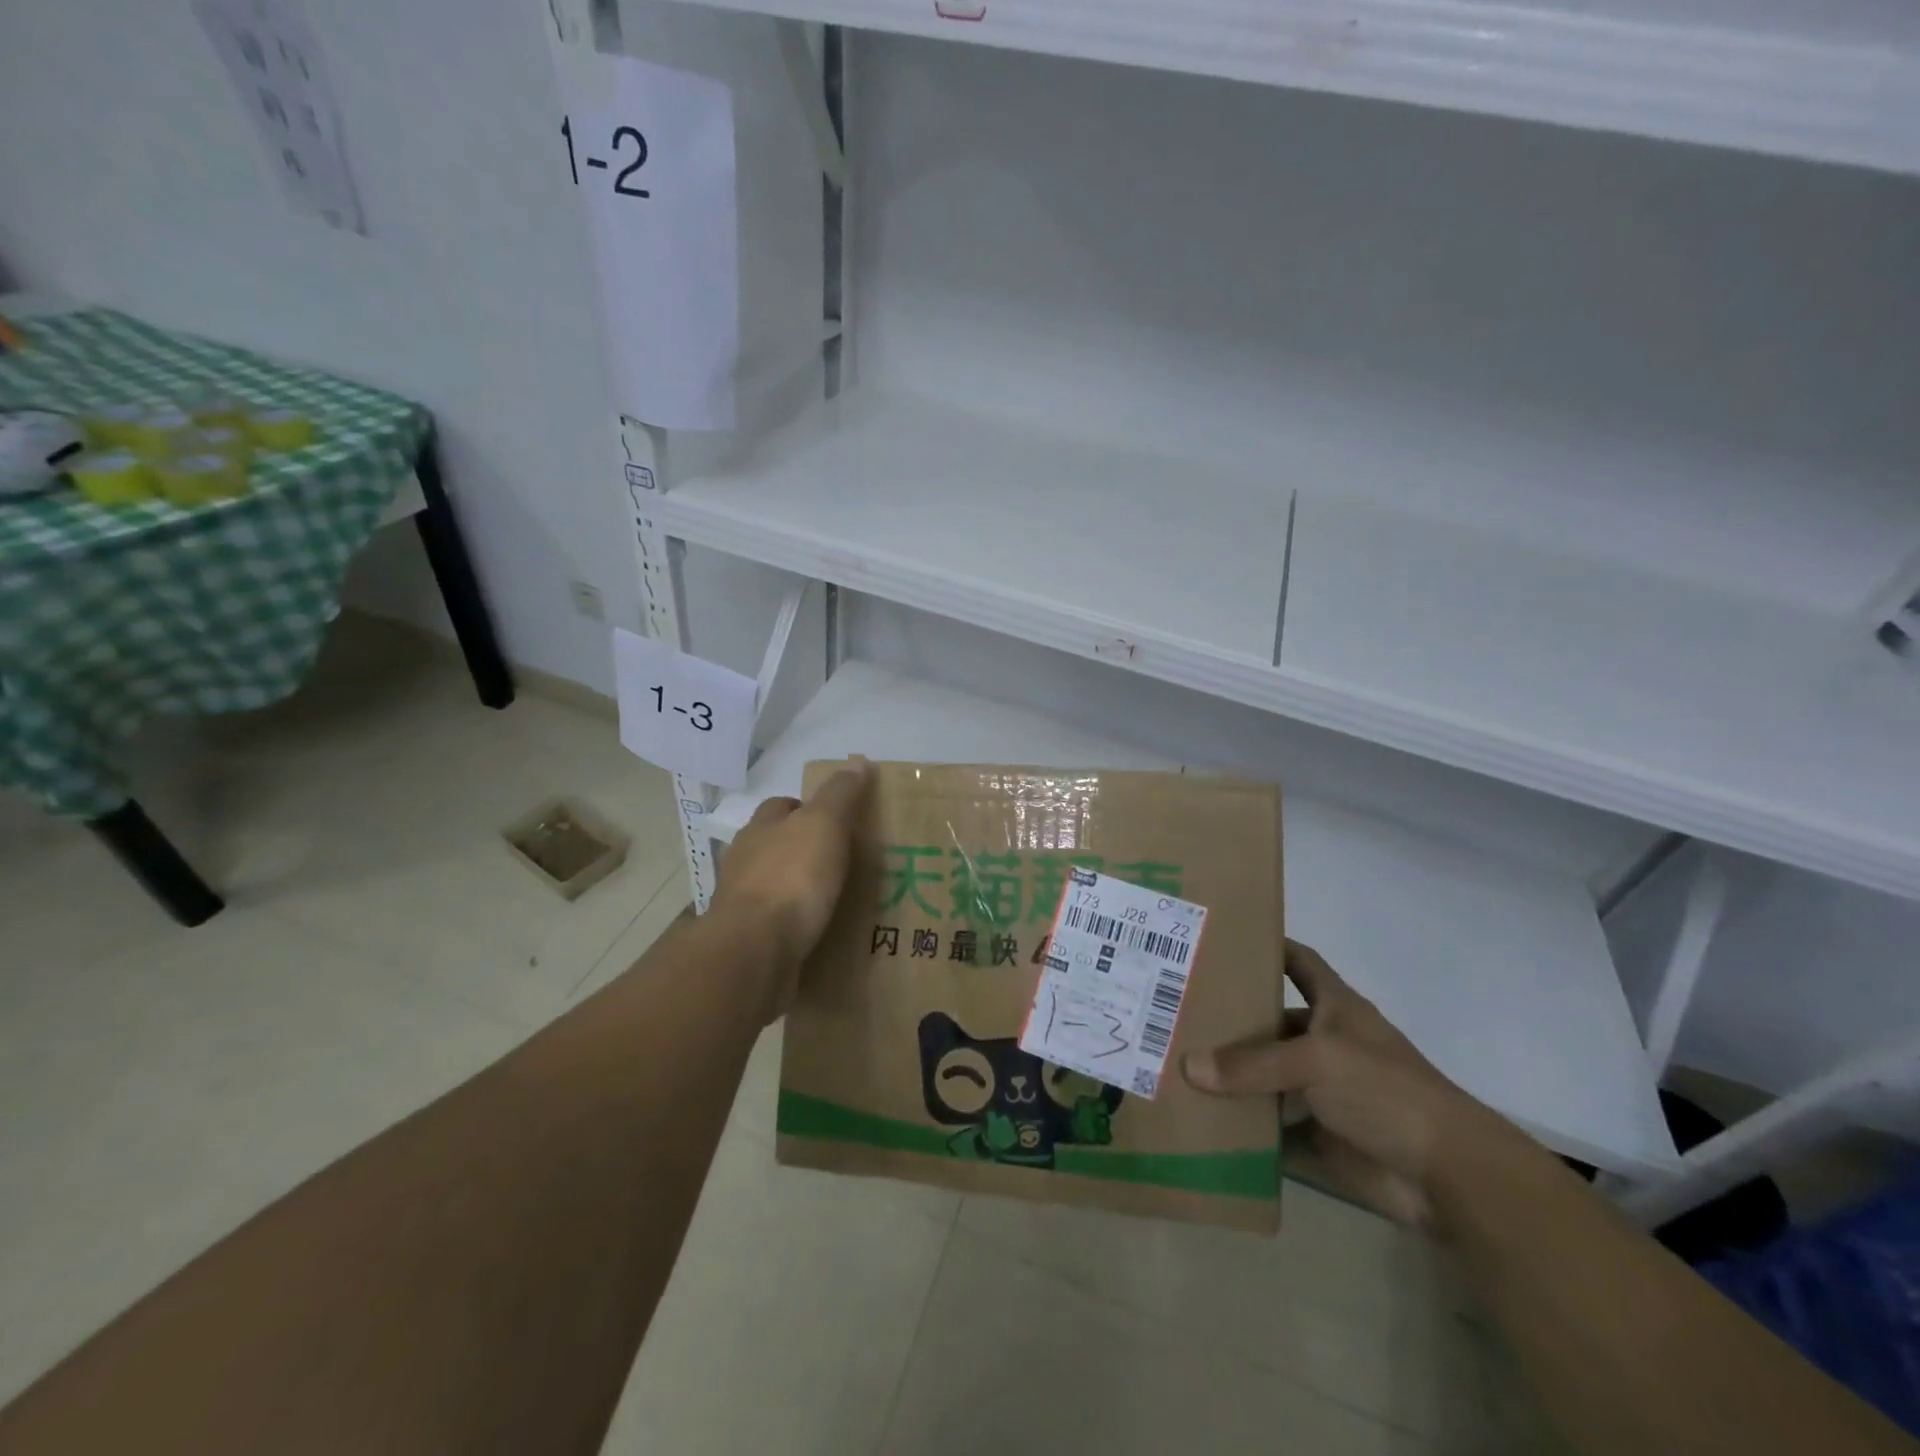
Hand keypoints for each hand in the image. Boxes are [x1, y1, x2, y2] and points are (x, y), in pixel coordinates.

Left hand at [710, 758, 871, 1018]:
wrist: (755, 950)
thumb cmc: (791, 878)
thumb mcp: (824, 824)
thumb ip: (840, 794)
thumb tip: (857, 760)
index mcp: (761, 829)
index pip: (781, 806)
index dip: (806, 808)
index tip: (836, 820)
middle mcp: (745, 861)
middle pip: (774, 845)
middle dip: (800, 850)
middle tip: (841, 861)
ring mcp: (742, 904)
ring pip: (773, 887)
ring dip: (796, 890)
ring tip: (833, 901)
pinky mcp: (748, 942)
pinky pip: (775, 926)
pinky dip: (794, 926)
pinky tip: (818, 934)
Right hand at [1182, 940, 1517, 1228]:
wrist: (1445, 1175)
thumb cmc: (1385, 1090)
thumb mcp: (1316, 1061)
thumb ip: (1252, 1064)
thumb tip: (1188, 1068)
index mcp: (1335, 1008)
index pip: (1299, 962)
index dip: (1268, 946)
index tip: (1221, 938)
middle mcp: (1325, 1043)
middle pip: (1271, 1020)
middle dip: (1230, 1017)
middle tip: (1175, 1008)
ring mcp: (1321, 1090)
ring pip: (1265, 1074)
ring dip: (1230, 1073)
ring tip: (1175, 1060)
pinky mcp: (1317, 1133)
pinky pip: (1270, 1124)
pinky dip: (1242, 1123)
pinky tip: (1199, 1115)